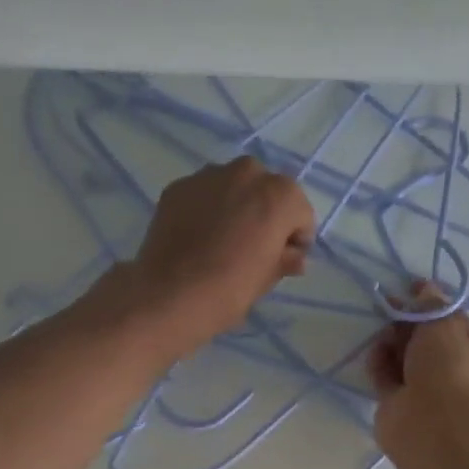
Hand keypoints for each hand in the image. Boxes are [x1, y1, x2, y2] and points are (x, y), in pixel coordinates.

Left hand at [115, 156, 314, 360]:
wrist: (169, 295)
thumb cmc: (229, 290)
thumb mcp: (266, 279)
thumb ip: (285, 260)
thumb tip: (294, 257)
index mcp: (278, 195)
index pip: (299, 211)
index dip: (295, 237)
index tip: (285, 258)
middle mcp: (246, 173)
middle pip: (267, 190)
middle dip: (266, 213)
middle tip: (254, 247)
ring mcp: (208, 176)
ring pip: (234, 186)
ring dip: (236, 206)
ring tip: (224, 241)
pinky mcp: (178, 186)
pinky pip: (205, 194)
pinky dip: (208, 209)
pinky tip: (199, 237)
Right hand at [367, 283, 468, 440]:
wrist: (429, 419)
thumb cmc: (446, 365)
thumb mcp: (443, 322)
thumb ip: (431, 303)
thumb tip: (424, 289)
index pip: (452, 321)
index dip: (432, 303)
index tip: (410, 288)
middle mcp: (450, 370)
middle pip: (425, 338)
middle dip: (407, 322)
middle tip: (390, 308)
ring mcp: (423, 388)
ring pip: (403, 357)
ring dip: (391, 343)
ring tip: (383, 335)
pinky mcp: (397, 402)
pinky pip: (386, 376)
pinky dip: (379, 363)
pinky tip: (374, 353)